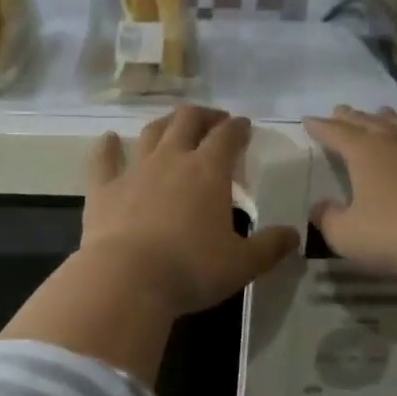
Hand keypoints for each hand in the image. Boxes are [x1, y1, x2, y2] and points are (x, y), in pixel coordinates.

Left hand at [81, 105, 299, 316]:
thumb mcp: (242, 265)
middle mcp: (171, 160)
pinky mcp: (103, 189)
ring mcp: (134, 171)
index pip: (227, 136)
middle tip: (214, 121)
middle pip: (187, 121)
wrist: (126, 280)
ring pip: (151, 133)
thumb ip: (269, 247)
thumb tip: (293, 235)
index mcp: (208, 172)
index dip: (238, 127)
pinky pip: (103, 159)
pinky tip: (108, 139)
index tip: (244, 126)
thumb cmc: (190, 270)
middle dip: (204, 116)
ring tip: (173, 124)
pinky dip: (106, 147)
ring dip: (165, 123)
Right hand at [304, 106, 396, 286]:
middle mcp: (393, 139)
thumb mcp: (347, 236)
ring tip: (377, 115)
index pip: (335, 132)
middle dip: (349, 117)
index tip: (308, 121)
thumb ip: (327, 219)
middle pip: (366, 121)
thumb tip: (320, 207)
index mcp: (363, 151)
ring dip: (382, 119)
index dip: (320, 127)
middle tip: (338, 111)